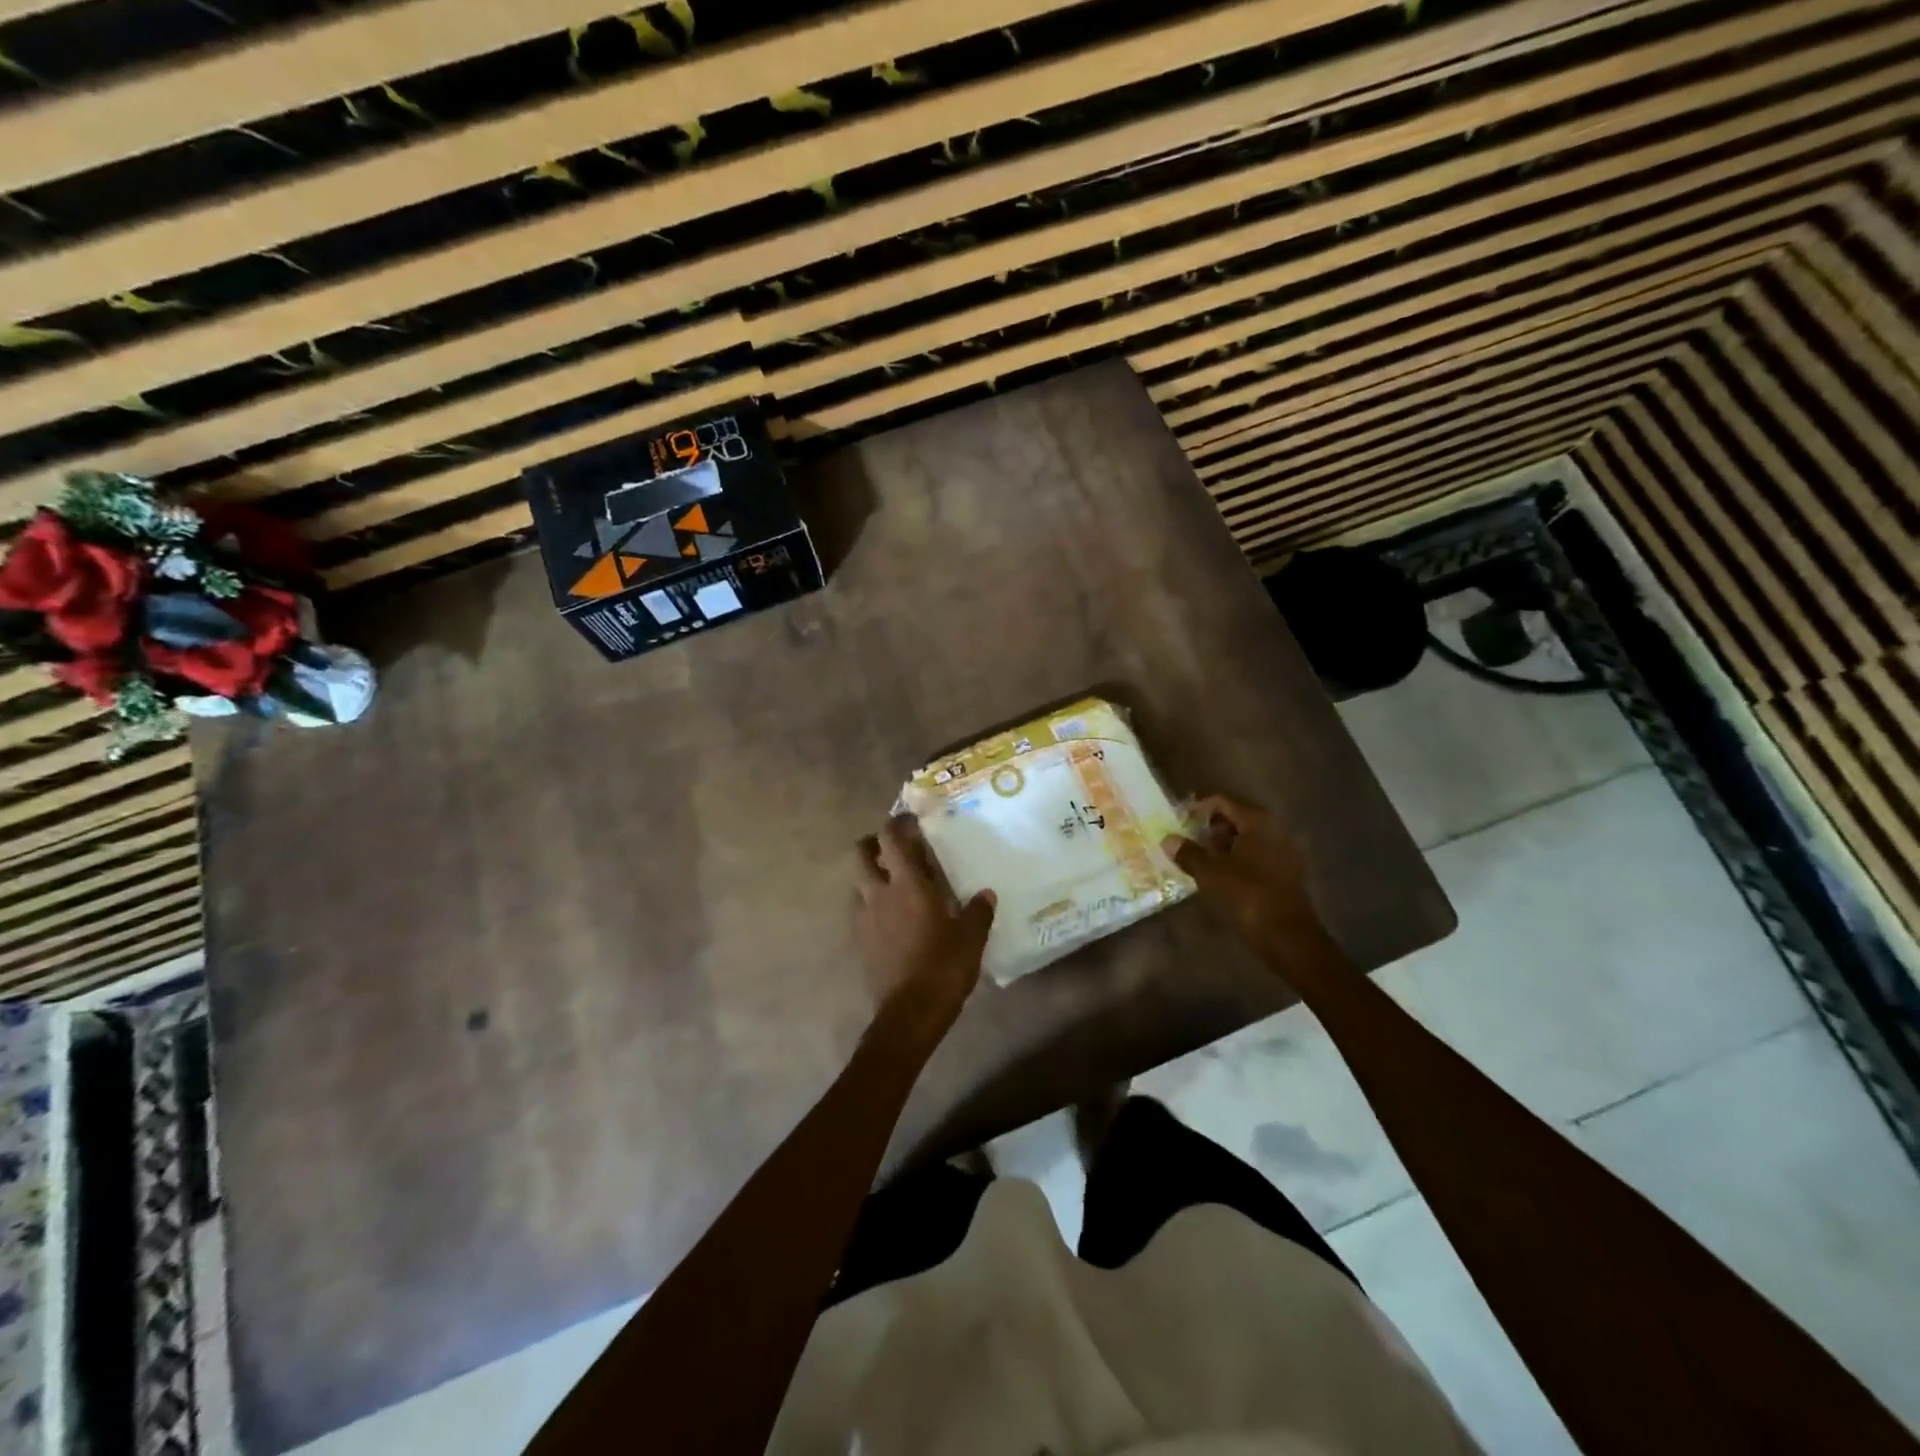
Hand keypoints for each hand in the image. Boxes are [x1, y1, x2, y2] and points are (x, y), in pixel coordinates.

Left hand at [855, 817, 995, 1039]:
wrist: (909, 1014)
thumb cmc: (943, 967)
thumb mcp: (970, 938)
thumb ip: (977, 912)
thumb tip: (986, 894)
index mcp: (907, 884)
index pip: (891, 838)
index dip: (898, 823)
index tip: (912, 820)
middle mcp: (879, 894)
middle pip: (861, 853)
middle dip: (873, 843)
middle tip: (895, 847)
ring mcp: (865, 918)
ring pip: (859, 882)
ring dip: (872, 875)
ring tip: (896, 883)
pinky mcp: (860, 941)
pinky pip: (862, 910)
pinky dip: (873, 904)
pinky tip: (892, 917)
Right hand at [1160, 794, 1325, 957]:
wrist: (1286, 935)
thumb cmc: (1246, 894)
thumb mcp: (1209, 872)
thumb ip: (1188, 853)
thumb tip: (1169, 840)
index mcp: (1257, 821)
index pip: (1224, 801)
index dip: (1200, 808)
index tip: (1181, 821)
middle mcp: (1275, 829)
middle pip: (1239, 817)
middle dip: (1213, 828)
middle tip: (1191, 841)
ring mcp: (1285, 851)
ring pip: (1249, 838)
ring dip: (1226, 845)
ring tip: (1203, 861)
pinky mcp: (1288, 873)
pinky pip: (1259, 855)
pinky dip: (1240, 859)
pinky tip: (1223, 876)